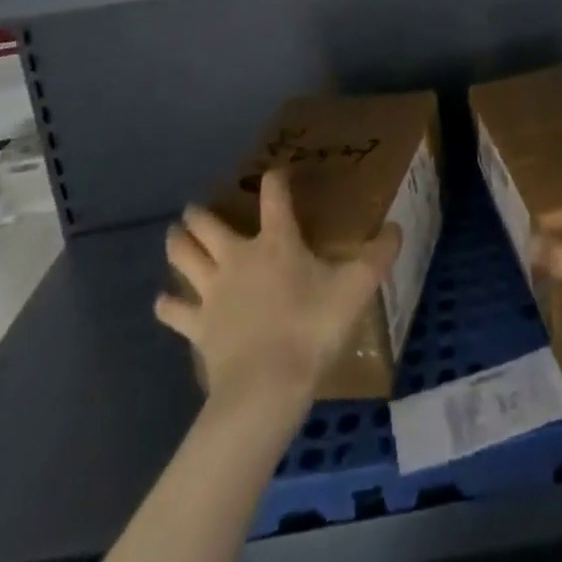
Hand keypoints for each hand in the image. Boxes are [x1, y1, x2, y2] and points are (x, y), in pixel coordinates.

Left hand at [155, 169, 401, 404]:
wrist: (266, 387)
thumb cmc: (312, 329)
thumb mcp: (356, 289)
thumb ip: (378, 257)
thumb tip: (398, 228)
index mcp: (276, 241)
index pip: (274, 195)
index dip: (276, 180)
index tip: (276, 174)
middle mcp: (239, 257)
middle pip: (210, 225)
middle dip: (201, 213)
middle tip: (196, 208)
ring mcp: (213, 292)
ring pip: (185, 258)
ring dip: (178, 243)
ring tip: (174, 234)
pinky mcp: (198, 326)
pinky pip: (175, 311)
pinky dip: (168, 304)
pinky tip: (163, 300)